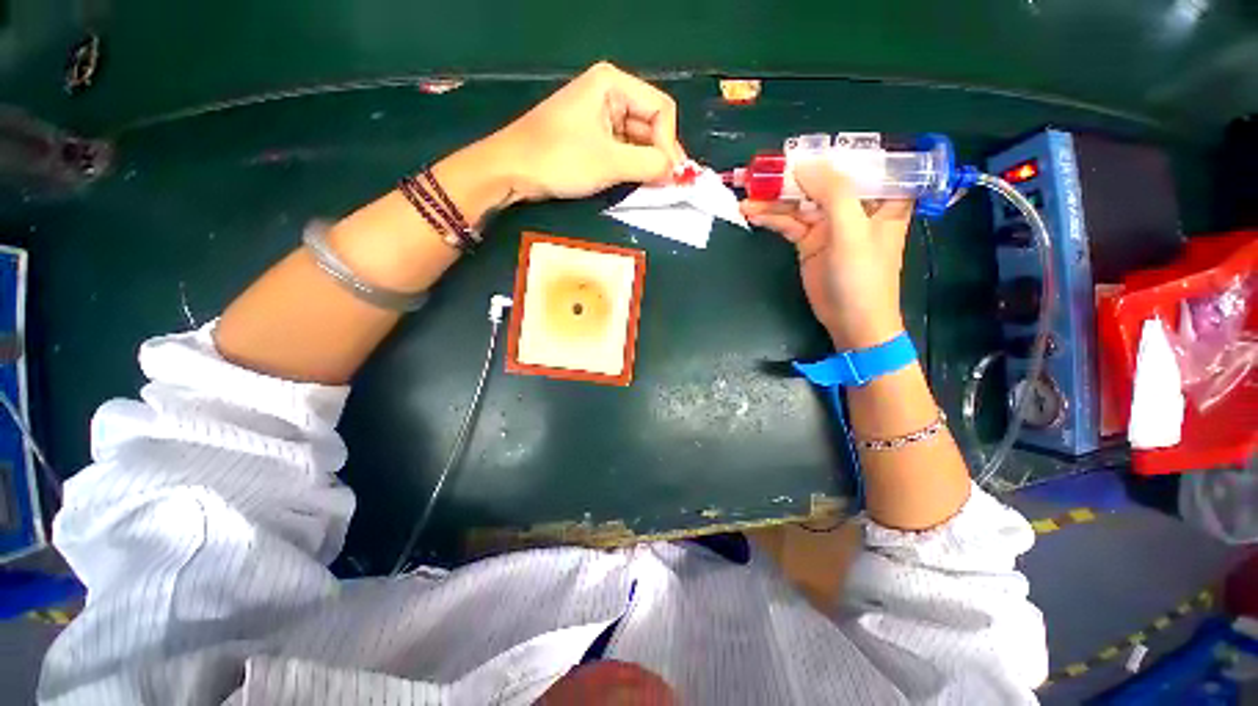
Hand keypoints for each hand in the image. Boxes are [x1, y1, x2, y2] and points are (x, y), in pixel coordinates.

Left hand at [484, 61, 686, 200]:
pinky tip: (634, 182)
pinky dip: (631, 166)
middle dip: (659, 154)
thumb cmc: (559, 158)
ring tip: (651, 187)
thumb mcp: (610, 162)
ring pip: (637, 139)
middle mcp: (609, 93)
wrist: (511, 169)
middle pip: (650, 123)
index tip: (670, 175)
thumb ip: (649, 165)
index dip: (669, 143)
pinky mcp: (591, 135)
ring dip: (646, 163)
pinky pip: (621, 148)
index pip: (660, 109)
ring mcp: (599, 115)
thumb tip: (677, 173)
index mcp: (613, 83)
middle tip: (666, 186)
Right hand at [741, 162, 911, 349]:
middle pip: (823, 181)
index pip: (862, 162)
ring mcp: (829, 225)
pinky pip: (789, 223)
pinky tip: (752, 213)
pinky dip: (771, 218)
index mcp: (881, 197)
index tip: (805, 145)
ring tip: (748, 193)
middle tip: (763, 170)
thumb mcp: (852, 231)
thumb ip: (833, 193)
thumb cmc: (862, 276)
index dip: (835, 151)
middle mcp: (856, 206)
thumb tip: (804, 164)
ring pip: (801, 202)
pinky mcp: (809, 242)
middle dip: (795, 175)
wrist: (851, 321)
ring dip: (775, 198)